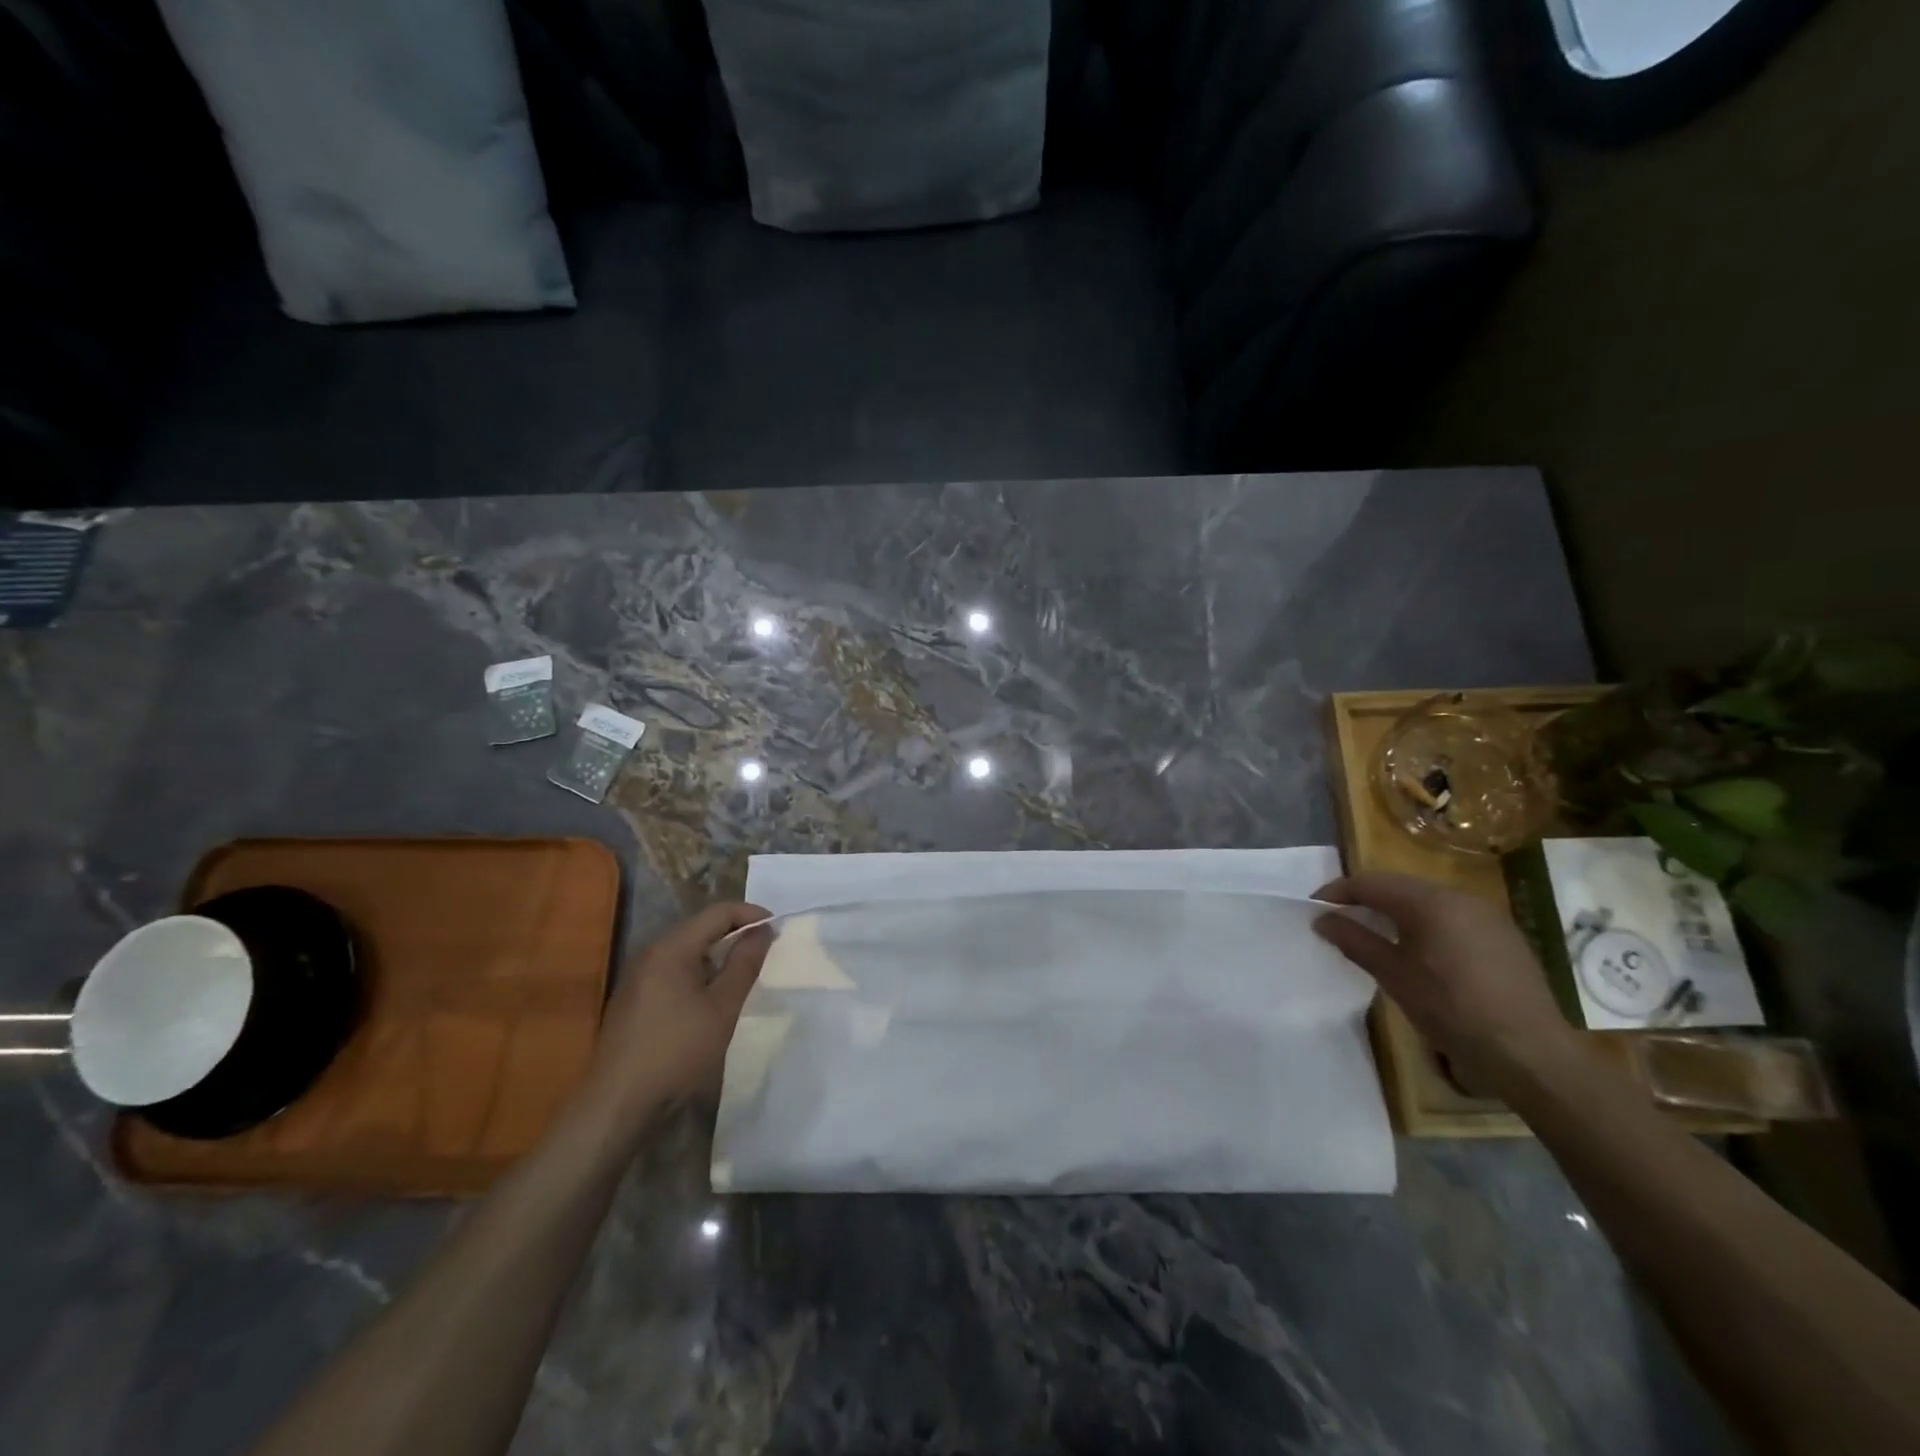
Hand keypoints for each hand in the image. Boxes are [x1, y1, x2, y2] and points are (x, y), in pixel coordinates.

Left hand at [583, 902, 772, 1124]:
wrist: (617, 1106)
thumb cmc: (676, 1052)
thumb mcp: (722, 1008)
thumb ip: (745, 964)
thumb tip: (763, 931)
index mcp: (671, 948)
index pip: (718, 912)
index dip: (752, 915)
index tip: (778, 931)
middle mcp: (651, 953)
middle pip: (701, 928)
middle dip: (736, 933)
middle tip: (766, 952)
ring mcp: (638, 978)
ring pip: (687, 951)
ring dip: (718, 956)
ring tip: (745, 975)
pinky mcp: (634, 1001)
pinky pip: (674, 972)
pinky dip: (699, 974)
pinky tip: (712, 999)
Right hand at [1312, 873, 1577, 1088]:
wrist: (1531, 1053)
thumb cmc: (1453, 1010)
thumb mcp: (1394, 976)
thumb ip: (1355, 941)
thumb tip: (1323, 920)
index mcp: (1431, 902)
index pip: (1371, 882)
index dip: (1338, 892)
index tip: (1315, 910)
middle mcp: (1460, 897)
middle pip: (1399, 886)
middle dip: (1365, 899)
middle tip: (1339, 921)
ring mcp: (1487, 915)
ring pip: (1426, 900)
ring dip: (1395, 911)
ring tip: (1373, 935)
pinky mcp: (1503, 936)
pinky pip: (1451, 916)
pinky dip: (1424, 923)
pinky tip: (1417, 950)